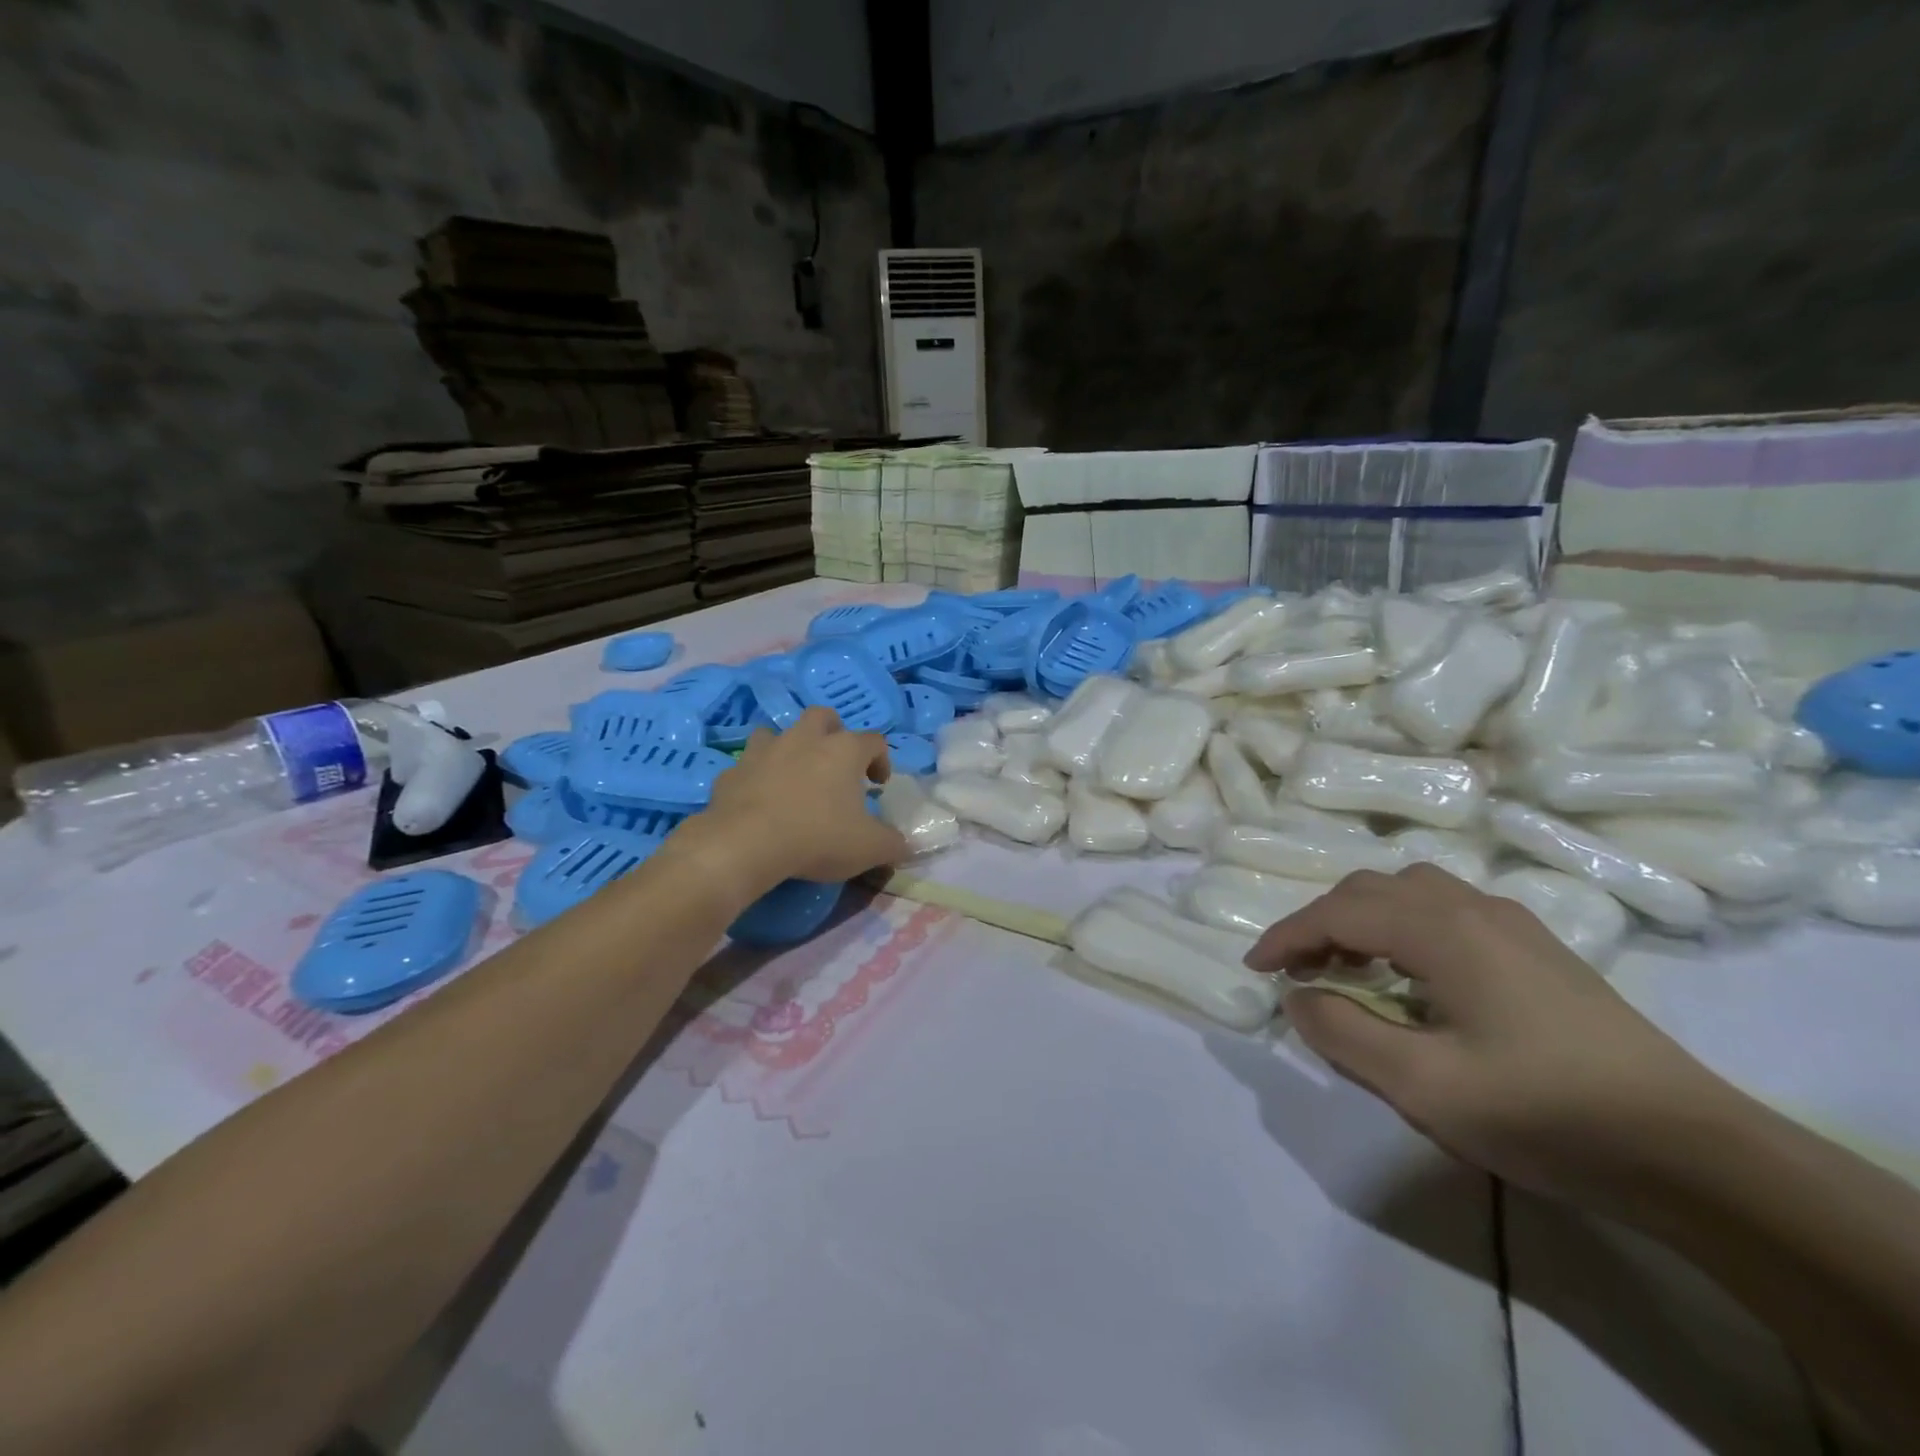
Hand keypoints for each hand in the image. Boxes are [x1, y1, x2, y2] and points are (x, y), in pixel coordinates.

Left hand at [670, 709, 909, 905]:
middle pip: (823, 717)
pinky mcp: (733, 771)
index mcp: (844, 750)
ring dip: (789, 747)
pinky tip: (760, 800)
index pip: (874, 740)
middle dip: (833, 733)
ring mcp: (765, 751)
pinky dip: (757, 777)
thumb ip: (892, 843)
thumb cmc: (818, 837)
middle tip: (836, 764)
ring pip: (778, 732)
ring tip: (794, 775)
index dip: (881, 760)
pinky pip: (748, 766)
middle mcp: (805, 739)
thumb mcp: (869, 848)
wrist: (746, 843)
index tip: (878, 785)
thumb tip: (903, 844)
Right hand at [1245, 864, 1729, 1210]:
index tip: (1255, 968)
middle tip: (1299, 971)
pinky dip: (1403, 925)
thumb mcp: (1424, 1086)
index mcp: (1442, 930)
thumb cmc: (1546, 1114)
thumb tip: (1298, 997)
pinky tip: (1412, 973)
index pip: (1339, 913)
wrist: (1694, 1154)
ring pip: (1410, 890)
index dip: (1287, 936)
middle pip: (1371, 890)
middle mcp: (1472, 908)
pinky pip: (1446, 909)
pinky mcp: (1538, 948)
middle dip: (1321, 923)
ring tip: (1349, 966)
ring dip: (1363, 918)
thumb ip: (1344, 1034)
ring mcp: (1511, 924)